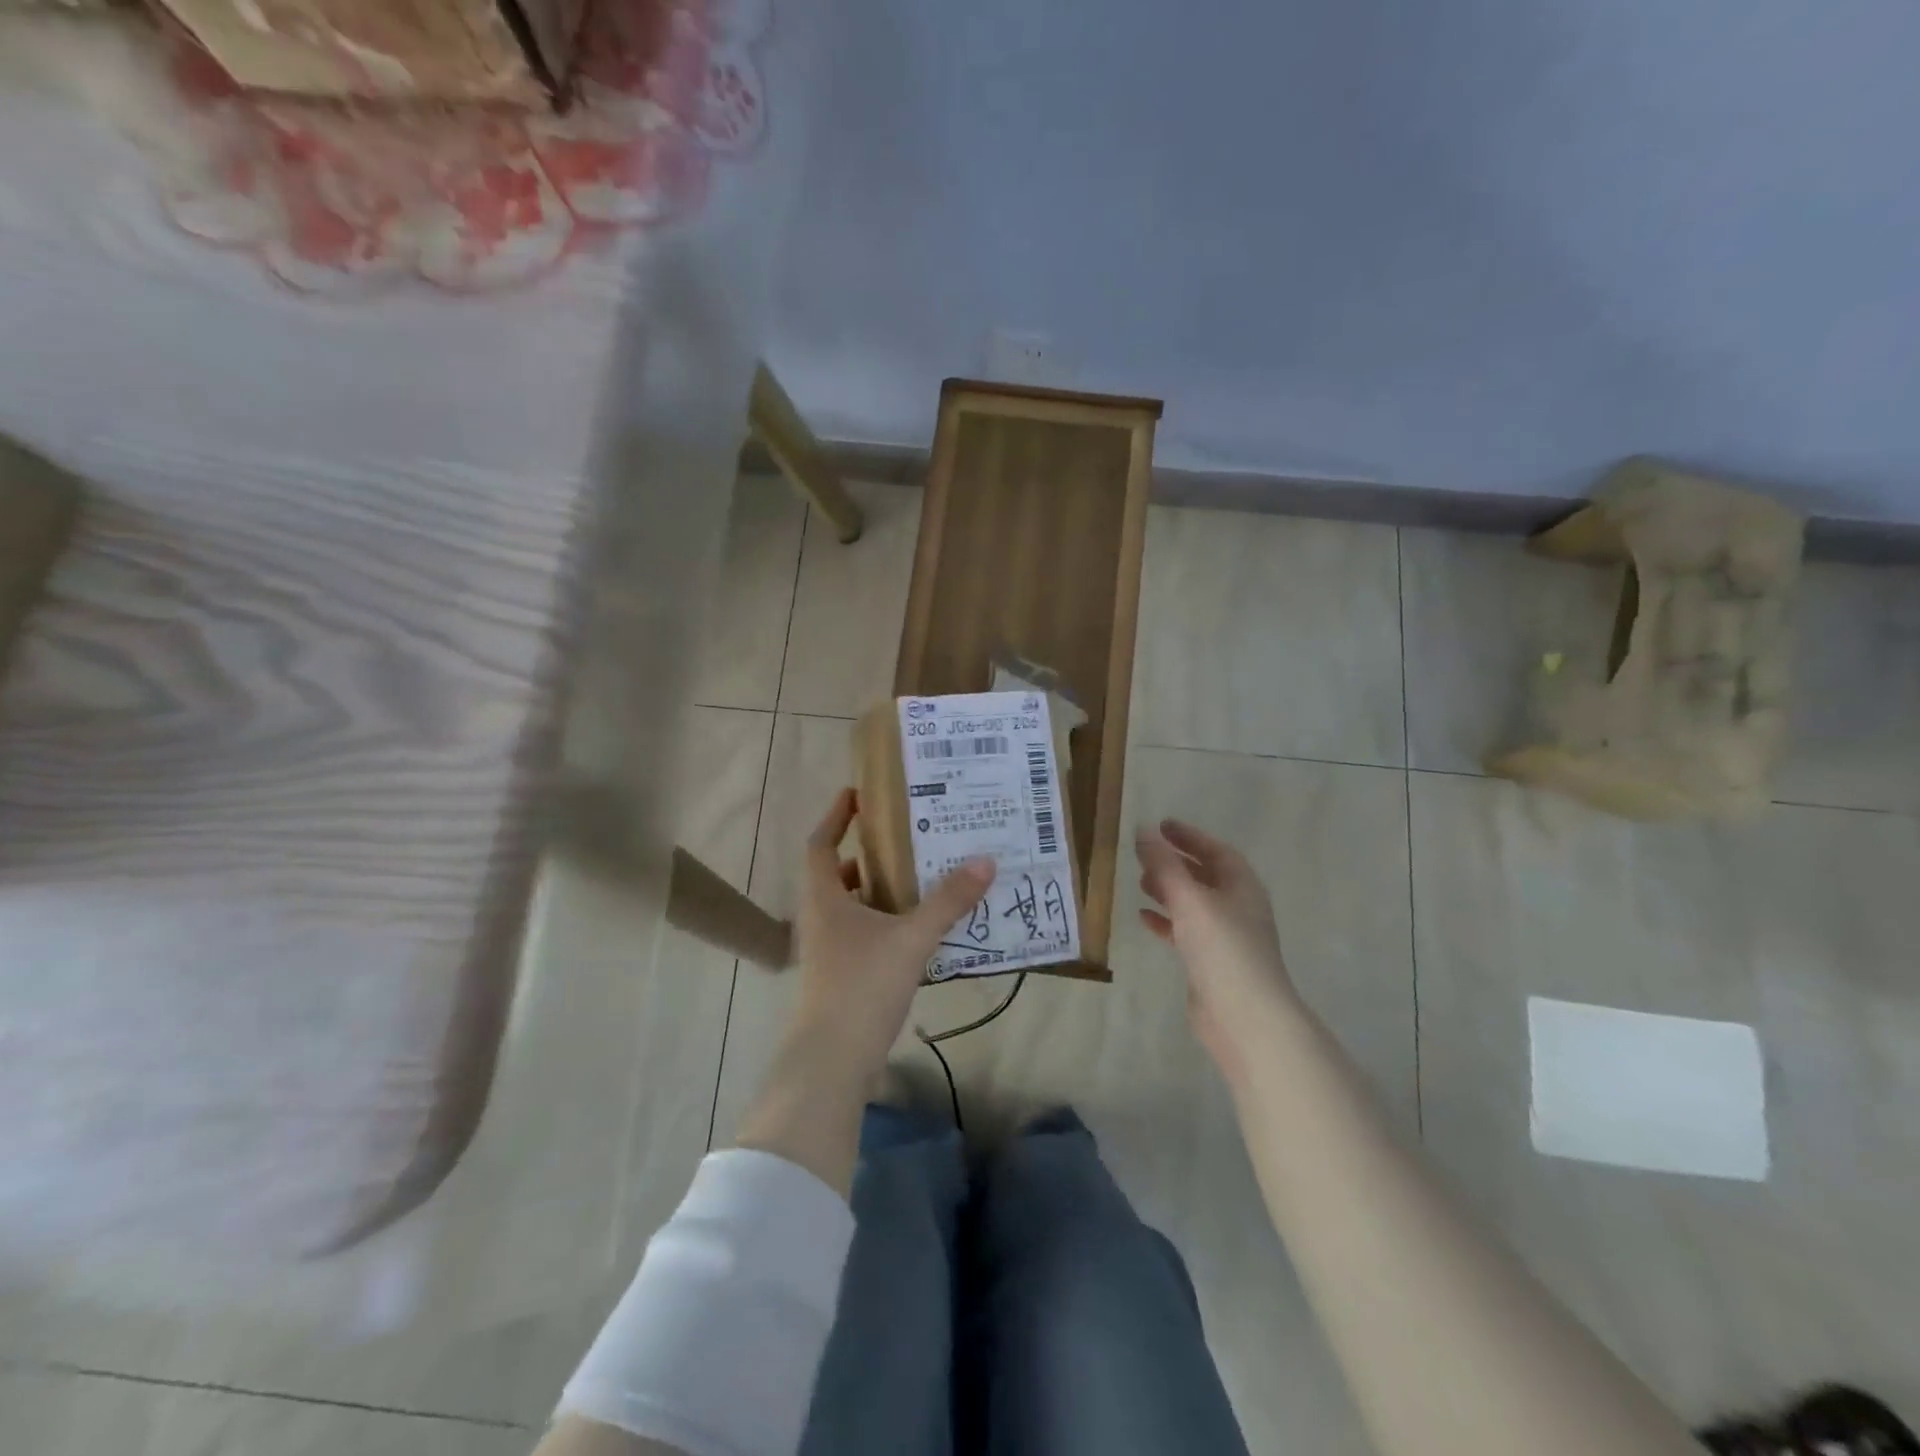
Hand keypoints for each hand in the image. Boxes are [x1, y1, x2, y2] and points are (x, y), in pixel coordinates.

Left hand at [786, 788, 995, 1084]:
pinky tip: (914, 928)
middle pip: (835, 873)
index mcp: (824, 898)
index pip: (820, 843)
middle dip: (865, 852)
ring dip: (876, 888)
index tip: (857, 793)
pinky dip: (882, 921)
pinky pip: (860, 933)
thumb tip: (984, 860)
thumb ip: (948, 901)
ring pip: (849, 906)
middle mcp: (819, 918)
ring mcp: (826, 950)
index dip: (835, 816)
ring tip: (916, 876)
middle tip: (903, 835)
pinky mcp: (839, 976)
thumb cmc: (862, 986)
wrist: (831, 1061)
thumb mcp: (911, 938)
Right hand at [1136, 818, 1297, 1081]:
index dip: (1189, 836)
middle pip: (1205, 875)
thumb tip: (1143, 831)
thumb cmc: (1222, 948)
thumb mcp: (1190, 899)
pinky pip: (1186, 931)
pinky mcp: (1211, 962)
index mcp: (1241, 886)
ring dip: (1169, 890)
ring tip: (1140, 882)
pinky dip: (1167, 921)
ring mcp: (1226, 936)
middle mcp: (1237, 907)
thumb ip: (1164, 865)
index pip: (1215, 850)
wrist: (1245, 1016)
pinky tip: (1144, 918)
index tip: (1161, 825)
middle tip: (1145, 853)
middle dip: (1176, 863)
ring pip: (1194, 903)